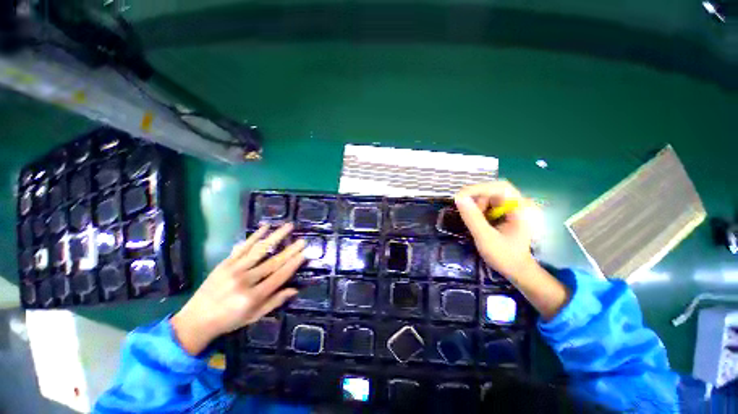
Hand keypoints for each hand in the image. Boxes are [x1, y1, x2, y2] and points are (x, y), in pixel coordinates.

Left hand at [171, 223, 304, 354]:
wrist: (195, 320)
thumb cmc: (228, 321)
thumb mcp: (254, 316)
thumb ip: (275, 302)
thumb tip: (295, 290)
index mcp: (253, 297)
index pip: (279, 276)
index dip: (293, 264)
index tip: (304, 254)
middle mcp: (245, 281)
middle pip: (272, 262)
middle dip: (290, 250)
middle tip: (302, 240)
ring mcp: (233, 270)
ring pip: (260, 250)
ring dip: (276, 236)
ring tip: (288, 227)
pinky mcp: (224, 263)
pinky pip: (242, 247)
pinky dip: (255, 236)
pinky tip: (265, 227)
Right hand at [454, 181, 537, 278]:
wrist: (518, 270)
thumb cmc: (505, 256)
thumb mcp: (485, 238)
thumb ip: (472, 218)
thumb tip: (459, 198)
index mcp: (521, 209)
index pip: (500, 187)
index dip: (478, 189)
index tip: (460, 197)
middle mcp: (519, 204)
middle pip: (494, 190)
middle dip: (477, 199)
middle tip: (466, 212)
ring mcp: (513, 207)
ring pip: (490, 196)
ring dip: (478, 205)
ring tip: (475, 221)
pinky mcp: (507, 212)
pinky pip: (490, 203)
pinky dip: (480, 209)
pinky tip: (479, 222)